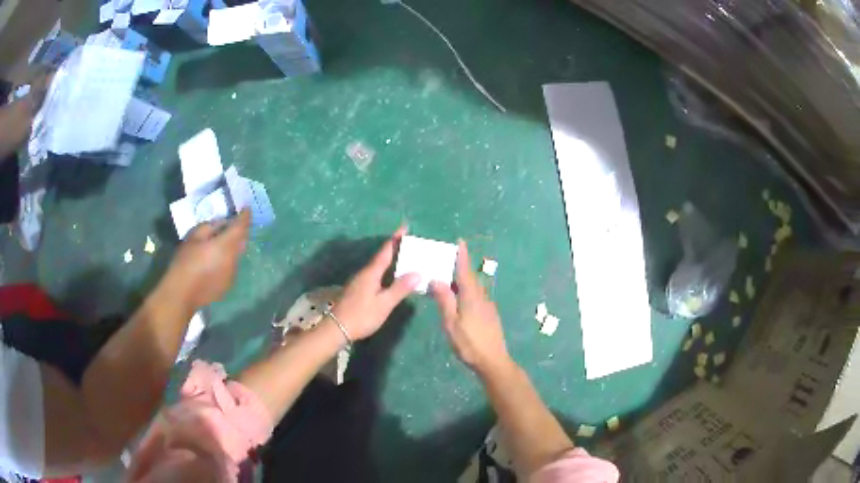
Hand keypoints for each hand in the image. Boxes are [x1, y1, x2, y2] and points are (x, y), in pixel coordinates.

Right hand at [166, 210, 250, 308]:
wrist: (182, 294)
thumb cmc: (185, 262)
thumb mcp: (194, 236)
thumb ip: (210, 227)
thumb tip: (222, 224)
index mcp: (226, 245)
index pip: (241, 227)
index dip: (245, 216)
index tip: (247, 208)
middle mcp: (234, 260)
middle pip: (241, 241)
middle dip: (240, 231)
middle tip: (234, 223)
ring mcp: (232, 275)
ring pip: (236, 256)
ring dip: (232, 248)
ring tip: (221, 244)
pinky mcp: (228, 286)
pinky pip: (231, 268)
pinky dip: (227, 261)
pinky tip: (215, 263)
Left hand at [332, 227, 419, 340]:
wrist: (337, 328)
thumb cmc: (362, 316)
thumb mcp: (384, 304)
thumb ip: (400, 288)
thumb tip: (417, 272)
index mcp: (371, 273)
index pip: (386, 251)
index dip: (395, 239)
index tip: (404, 226)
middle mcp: (365, 273)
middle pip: (381, 257)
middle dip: (395, 248)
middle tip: (409, 243)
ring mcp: (360, 282)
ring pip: (378, 266)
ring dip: (390, 260)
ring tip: (404, 258)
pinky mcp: (358, 290)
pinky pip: (375, 274)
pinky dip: (385, 271)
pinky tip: (391, 277)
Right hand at [431, 240, 512, 377]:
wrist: (493, 360)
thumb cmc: (469, 343)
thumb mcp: (451, 323)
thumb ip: (445, 301)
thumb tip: (437, 279)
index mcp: (471, 297)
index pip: (465, 271)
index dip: (462, 256)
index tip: (460, 241)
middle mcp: (481, 297)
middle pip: (470, 278)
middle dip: (460, 267)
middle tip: (448, 259)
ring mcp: (487, 306)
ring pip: (474, 288)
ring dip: (463, 280)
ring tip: (450, 279)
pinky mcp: (490, 315)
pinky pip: (476, 296)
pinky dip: (467, 292)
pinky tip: (460, 299)